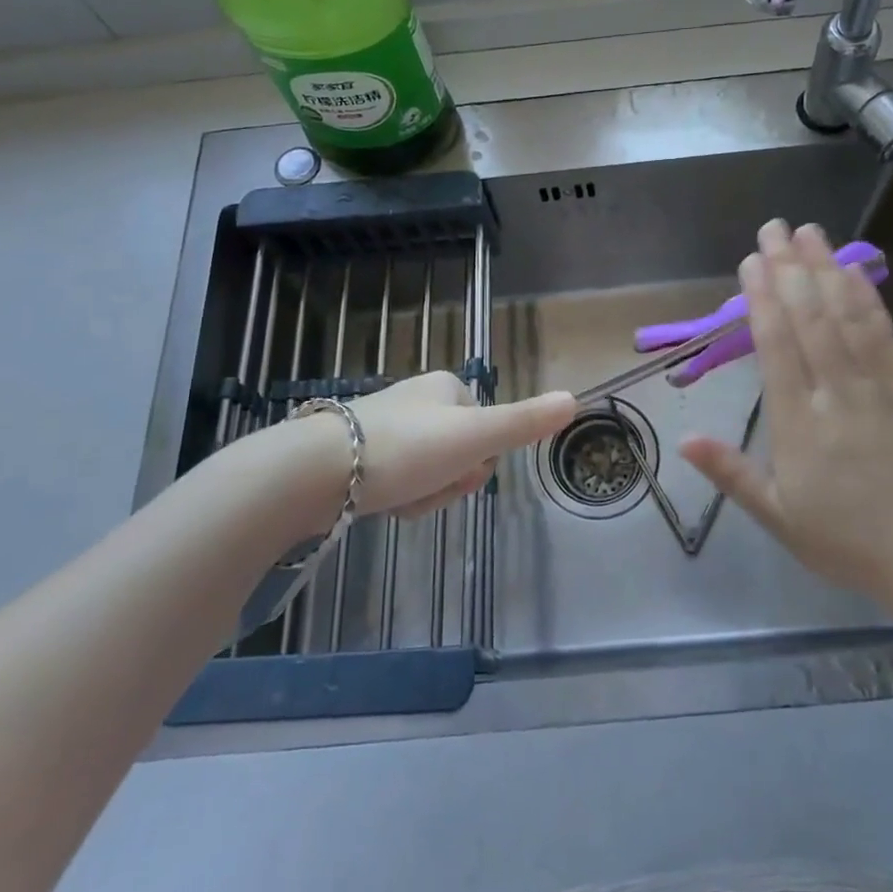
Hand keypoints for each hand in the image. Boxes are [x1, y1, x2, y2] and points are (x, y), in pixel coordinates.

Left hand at [335, 372, 575, 519]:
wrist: (318, 470)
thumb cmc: (406, 448)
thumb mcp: (475, 436)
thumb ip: (524, 422)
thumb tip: (574, 398)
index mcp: (446, 387)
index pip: (487, 428)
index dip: (480, 458)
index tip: (461, 470)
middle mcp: (418, 400)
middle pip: (458, 452)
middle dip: (450, 480)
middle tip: (430, 488)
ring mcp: (386, 426)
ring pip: (429, 470)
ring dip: (424, 493)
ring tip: (401, 500)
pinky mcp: (358, 453)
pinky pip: (398, 479)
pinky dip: (396, 497)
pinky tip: (382, 504)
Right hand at [680, 220, 892, 611]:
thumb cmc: (845, 539)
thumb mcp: (777, 516)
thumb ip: (731, 473)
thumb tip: (684, 439)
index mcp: (799, 424)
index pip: (776, 347)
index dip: (762, 299)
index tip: (751, 261)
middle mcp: (836, 394)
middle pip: (810, 319)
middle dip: (789, 268)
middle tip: (773, 227)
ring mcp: (877, 388)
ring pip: (847, 318)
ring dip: (826, 270)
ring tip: (810, 233)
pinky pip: (885, 337)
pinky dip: (868, 300)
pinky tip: (854, 272)